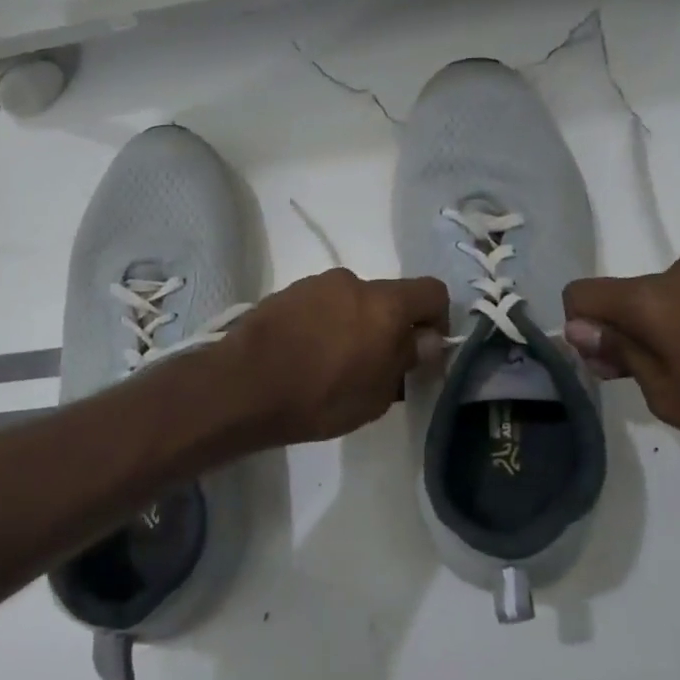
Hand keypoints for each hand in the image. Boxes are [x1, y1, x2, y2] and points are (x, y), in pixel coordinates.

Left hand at [217, 269, 448, 448]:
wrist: (242, 386)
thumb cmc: (319, 397)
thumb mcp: (376, 394)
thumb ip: (406, 360)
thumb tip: (425, 340)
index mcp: (385, 303)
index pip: (433, 292)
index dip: (438, 321)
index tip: (423, 352)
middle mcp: (353, 282)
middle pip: (388, 298)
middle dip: (390, 327)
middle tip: (376, 366)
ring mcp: (315, 284)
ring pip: (352, 302)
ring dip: (355, 325)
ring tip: (334, 365)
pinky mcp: (286, 293)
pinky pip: (321, 305)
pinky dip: (324, 324)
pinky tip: (306, 356)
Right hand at [563, 253, 679, 470]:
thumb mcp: (669, 397)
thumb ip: (620, 353)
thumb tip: (580, 328)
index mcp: (653, 298)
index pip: (583, 293)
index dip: (582, 327)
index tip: (609, 363)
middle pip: (631, 294)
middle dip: (631, 329)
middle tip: (661, 377)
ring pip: (674, 293)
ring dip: (674, 323)